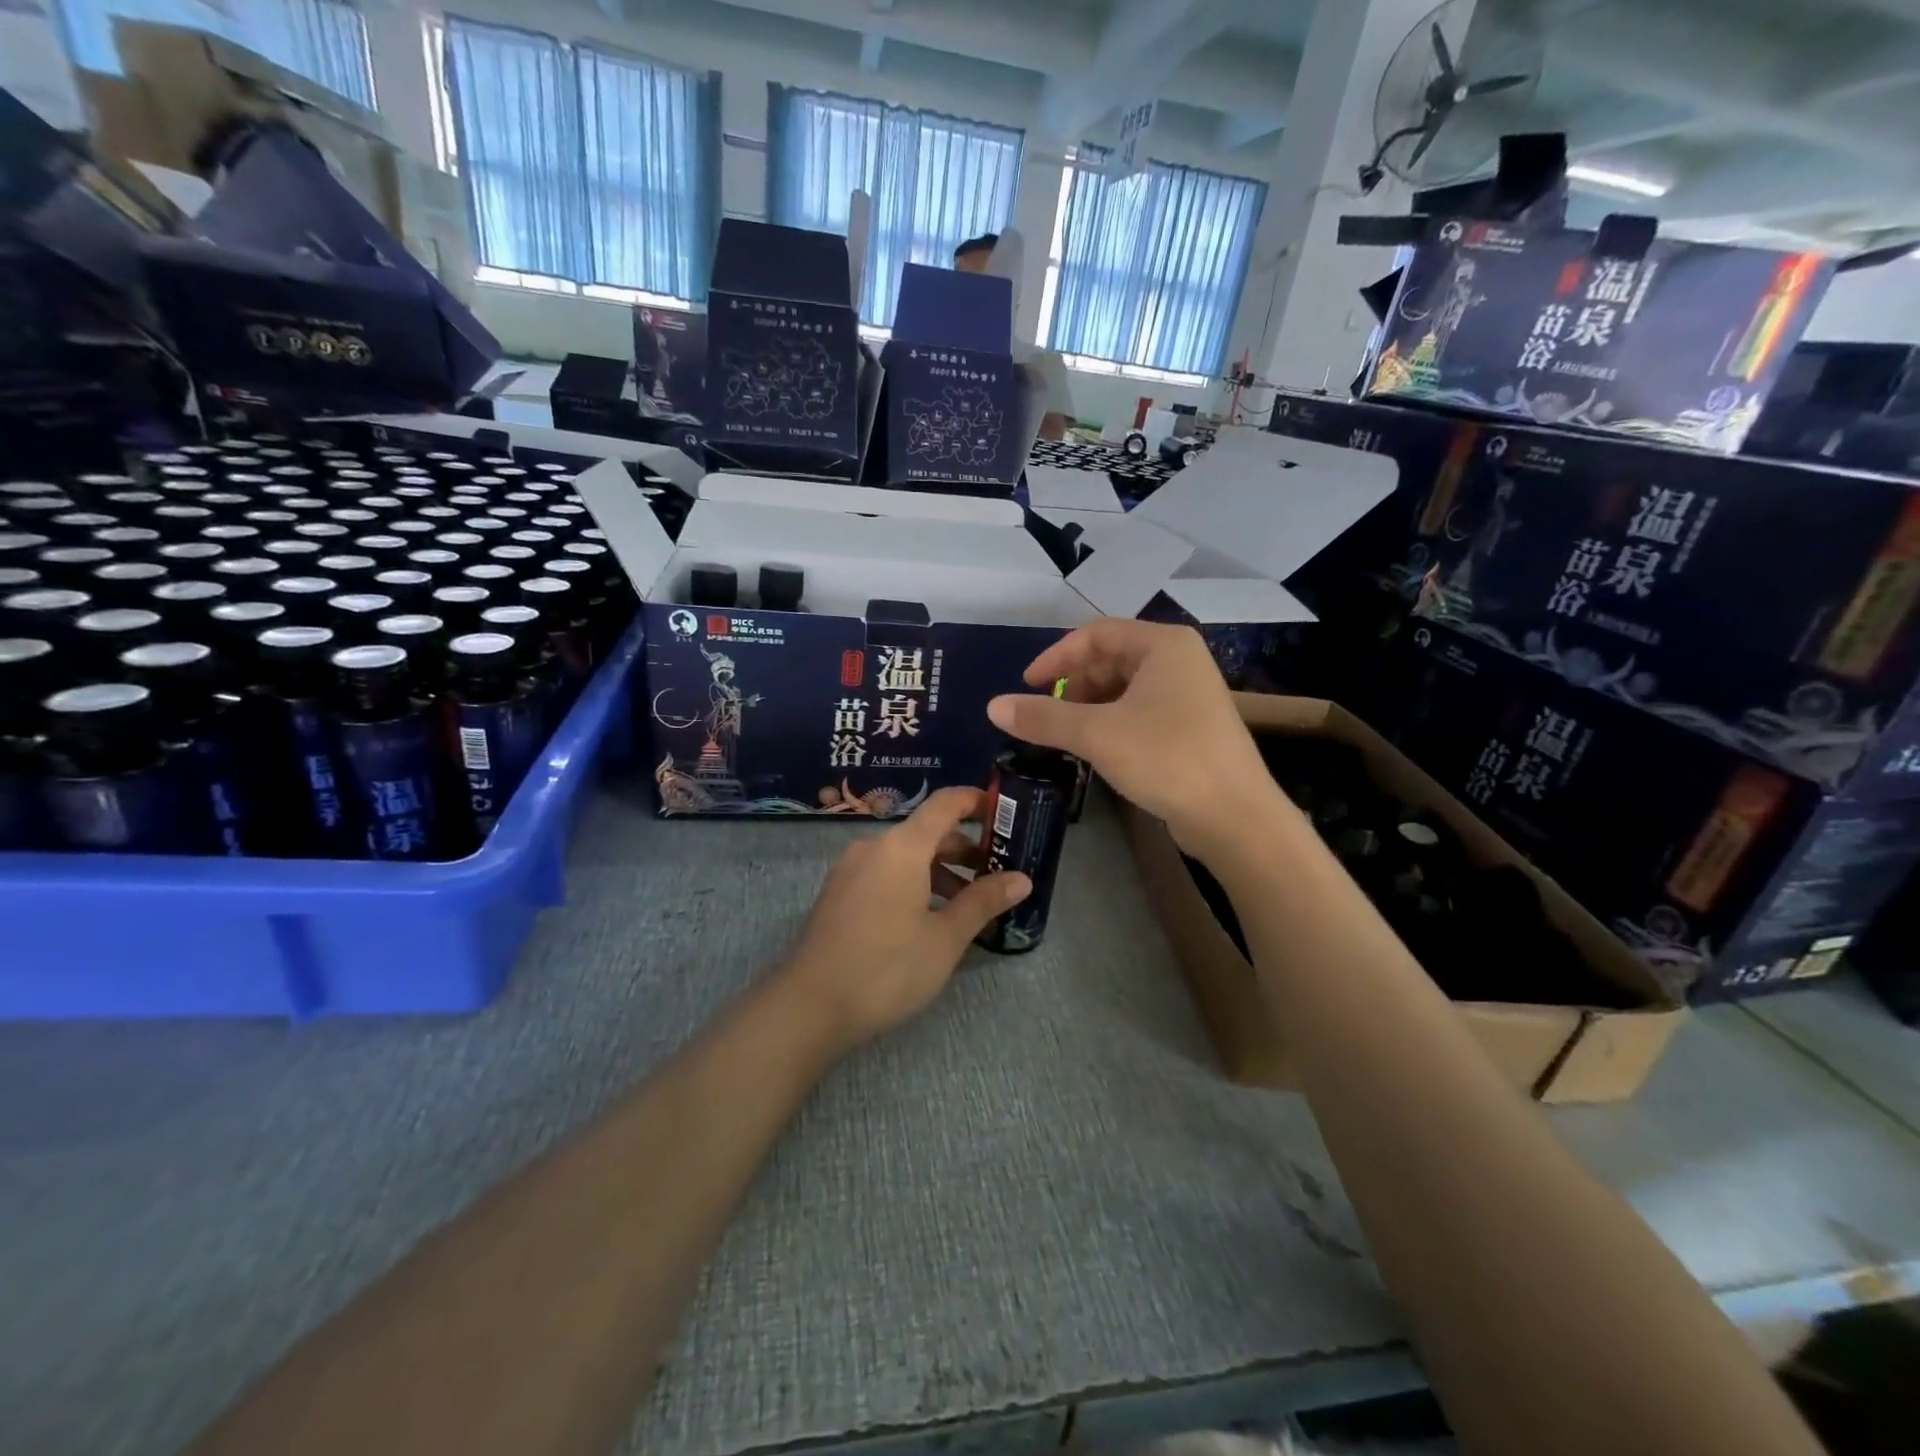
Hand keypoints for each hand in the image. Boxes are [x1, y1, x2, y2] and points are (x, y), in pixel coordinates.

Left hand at [779, 786, 1031, 1049]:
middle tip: (998, 872)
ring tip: (969, 905)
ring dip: (940, 871)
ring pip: (905, 857)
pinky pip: (884, 875)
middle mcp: (873, 848)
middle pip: (926, 832)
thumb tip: (1022, 879)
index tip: (1005, 813)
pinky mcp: (839, 895)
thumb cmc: (887, 968)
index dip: (976, 801)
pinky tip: (929, 919)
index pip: (944, 804)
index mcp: (902, 847)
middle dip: (965, 848)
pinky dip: (913, 884)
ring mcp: (851, 871)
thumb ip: (983, 902)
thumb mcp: (945, 938)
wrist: (810, 1006)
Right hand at [987, 619, 1277, 857]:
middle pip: (1111, 659)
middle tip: (1045, 713)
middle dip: (1073, 684)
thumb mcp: (1097, 734)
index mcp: (1163, 645)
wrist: (1235, 816)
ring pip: (1124, 688)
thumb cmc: (1167, 758)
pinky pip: (1139, 712)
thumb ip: (1043, 717)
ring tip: (1064, 734)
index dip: (1056, 657)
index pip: (1096, 634)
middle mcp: (1179, 661)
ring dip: (1089, 706)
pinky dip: (1111, 722)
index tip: (1026, 685)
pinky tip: (1095, 748)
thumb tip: (993, 706)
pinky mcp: (1191, 727)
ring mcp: (1189, 695)